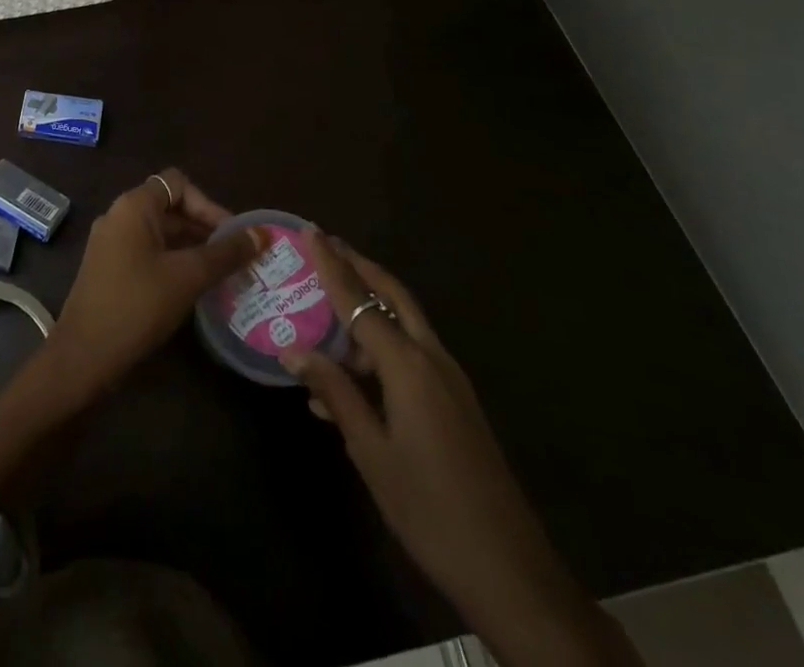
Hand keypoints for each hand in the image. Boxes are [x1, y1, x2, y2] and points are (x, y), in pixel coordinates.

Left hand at [46, 168, 263, 403]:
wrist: (84, 354)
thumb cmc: (137, 305)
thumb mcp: (187, 277)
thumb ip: (225, 254)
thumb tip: (261, 234)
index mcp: (134, 206)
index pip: (179, 184)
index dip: (209, 205)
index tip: (233, 236)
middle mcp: (120, 215)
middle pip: (171, 206)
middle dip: (206, 228)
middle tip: (238, 258)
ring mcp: (112, 242)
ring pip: (161, 232)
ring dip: (193, 247)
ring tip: (225, 274)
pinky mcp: (111, 268)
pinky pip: (149, 252)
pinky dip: (175, 261)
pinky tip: (196, 287)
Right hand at [285, 232, 641, 666]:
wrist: (510, 572)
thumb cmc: (429, 508)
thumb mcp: (370, 451)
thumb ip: (334, 393)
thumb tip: (293, 349)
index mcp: (409, 366)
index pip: (359, 300)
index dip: (332, 265)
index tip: (309, 231)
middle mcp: (432, 359)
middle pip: (393, 295)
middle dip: (360, 266)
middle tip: (327, 245)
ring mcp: (450, 380)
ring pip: (404, 322)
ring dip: (369, 305)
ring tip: (328, 303)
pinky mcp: (456, 403)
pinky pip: (412, 354)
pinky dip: (380, 345)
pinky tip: (349, 374)